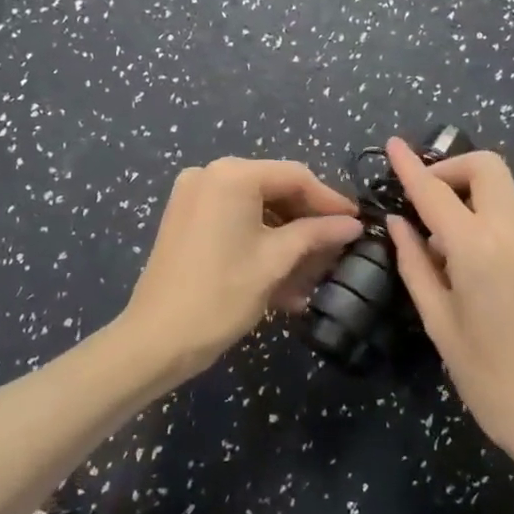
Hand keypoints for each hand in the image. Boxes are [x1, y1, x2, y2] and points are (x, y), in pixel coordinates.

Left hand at [122, 158, 364, 376]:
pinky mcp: (185, 220)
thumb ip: (316, 234)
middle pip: (274, 189)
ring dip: (286, 237)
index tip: (357, 223)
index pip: (294, 176)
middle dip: (306, 221)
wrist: (156, 339)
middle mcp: (209, 174)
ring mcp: (193, 197)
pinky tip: (284, 277)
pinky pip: (233, 221)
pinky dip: (259, 242)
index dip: (329, 200)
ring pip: (255, 209)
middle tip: (338, 247)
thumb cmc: (221, 294)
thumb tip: (352, 224)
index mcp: (231, 175)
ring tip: (314, 271)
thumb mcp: (275, 261)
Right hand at [383, 139, 513, 490]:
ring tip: (440, 254)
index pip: (436, 192)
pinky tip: (473, 276)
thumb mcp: (441, 326)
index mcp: (480, 249)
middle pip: (487, 169)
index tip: (392, 144)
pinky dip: (487, 229)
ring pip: (502, 197)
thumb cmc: (493, 382)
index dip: (410, 166)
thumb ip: (416, 266)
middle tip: (423, 200)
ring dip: (468, 203)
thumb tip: (400, 224)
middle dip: (451, 169)